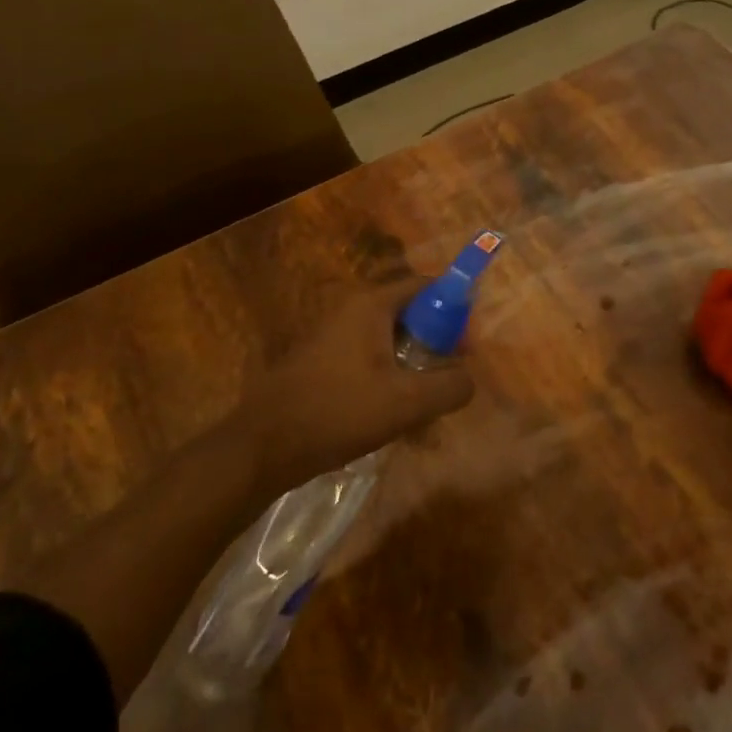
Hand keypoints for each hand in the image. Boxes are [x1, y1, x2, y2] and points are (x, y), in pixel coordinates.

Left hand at [240, 282, 473, 494]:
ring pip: (391, 342)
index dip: (455, 308)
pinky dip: (390, 380)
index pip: (426, 285)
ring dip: (414, 369)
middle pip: (410, 314)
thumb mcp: (406, 402)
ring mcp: (334, 336)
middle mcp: (351, 310)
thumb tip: (468, 379)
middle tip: (450, 378)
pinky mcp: (324, 362)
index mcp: (370, 305)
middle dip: (436, 344)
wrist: (262, 446)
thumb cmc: (337, 412)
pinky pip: (370, 360)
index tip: (467, 344)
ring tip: (426, 408)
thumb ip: (449, 386)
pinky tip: (396, 419)